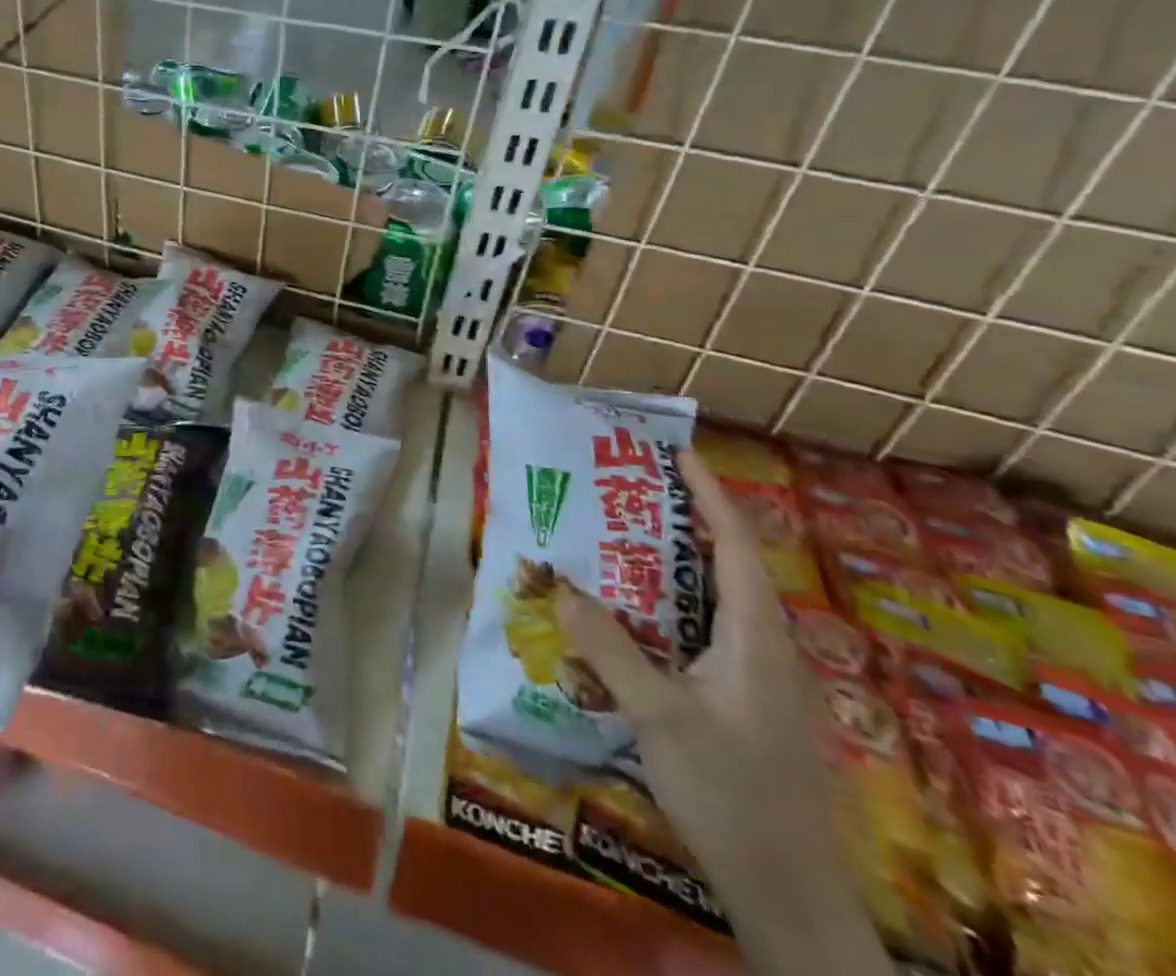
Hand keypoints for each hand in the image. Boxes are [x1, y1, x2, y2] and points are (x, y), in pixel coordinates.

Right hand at [557, 449, 890, 975]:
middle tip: (623, 492)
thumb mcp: (661, 718)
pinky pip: (698, 635)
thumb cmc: (732, 793)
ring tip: (613, 542)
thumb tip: (559, 586)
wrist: (786, 893)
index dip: (710, 494)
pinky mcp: (738, 702)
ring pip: (708, 602)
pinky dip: (663, 610)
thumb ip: (609, 649)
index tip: (678, 453)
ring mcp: (752, 677)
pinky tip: (623, 621)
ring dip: (667, 567)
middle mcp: (759, 646)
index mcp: (754, 636)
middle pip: (723, 565)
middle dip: (679, 522)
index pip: (736, 545)